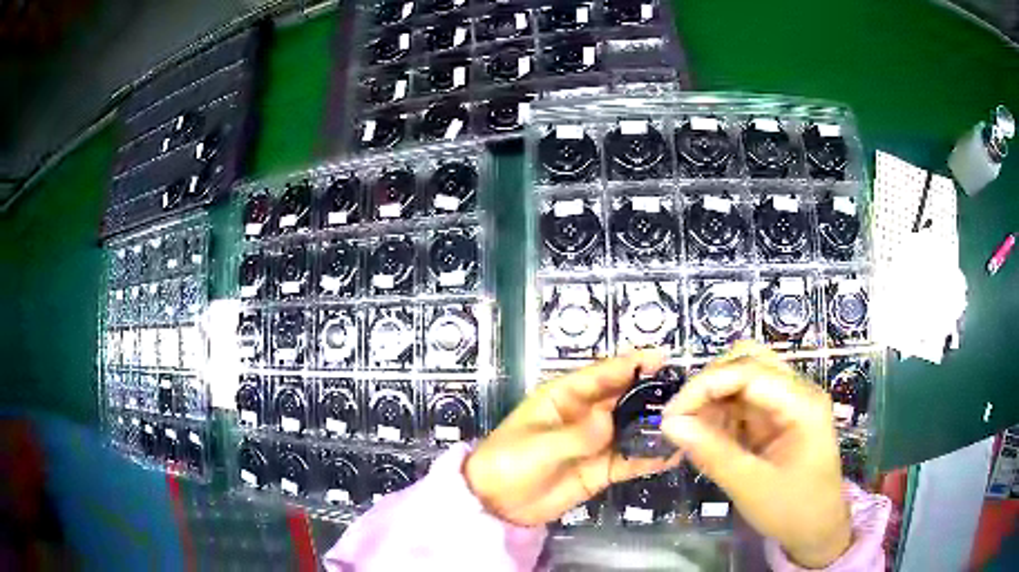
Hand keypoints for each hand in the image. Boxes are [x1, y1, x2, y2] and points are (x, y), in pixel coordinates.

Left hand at [463, 350, 681, 526]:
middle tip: (684, 394)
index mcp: (564, 398)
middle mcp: (584, 416)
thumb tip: (611, 422)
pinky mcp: (600, 470)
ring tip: (685, 424)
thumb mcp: (538, 446)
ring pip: (631, 429)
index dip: (630, 364)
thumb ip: (576, 436)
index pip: (601, 374)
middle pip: (623, 399)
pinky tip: (672, 455)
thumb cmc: (508, 463)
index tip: (661, 357)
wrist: (496, 505)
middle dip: (651, 394)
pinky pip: (629, 460)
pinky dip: (649, 457)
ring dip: (654, 426)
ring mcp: (594, 444)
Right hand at [660, 342, 850, 568]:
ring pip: (742, 378)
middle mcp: (796, 392)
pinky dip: (719, 414)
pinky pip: (742, 402)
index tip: (670, 415)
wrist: (817, 529)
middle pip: (747, 361)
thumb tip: (670, 425)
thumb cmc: (793, 510)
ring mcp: (787, 403)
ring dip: (712, 399)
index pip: (749, 371)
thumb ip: (712, 454)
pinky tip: (705, 437)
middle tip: (679, 418)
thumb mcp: (751, 487)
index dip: (705, 385)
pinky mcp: (777, 417)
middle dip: (708, 384)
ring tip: (688, 431)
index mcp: (801, 403)